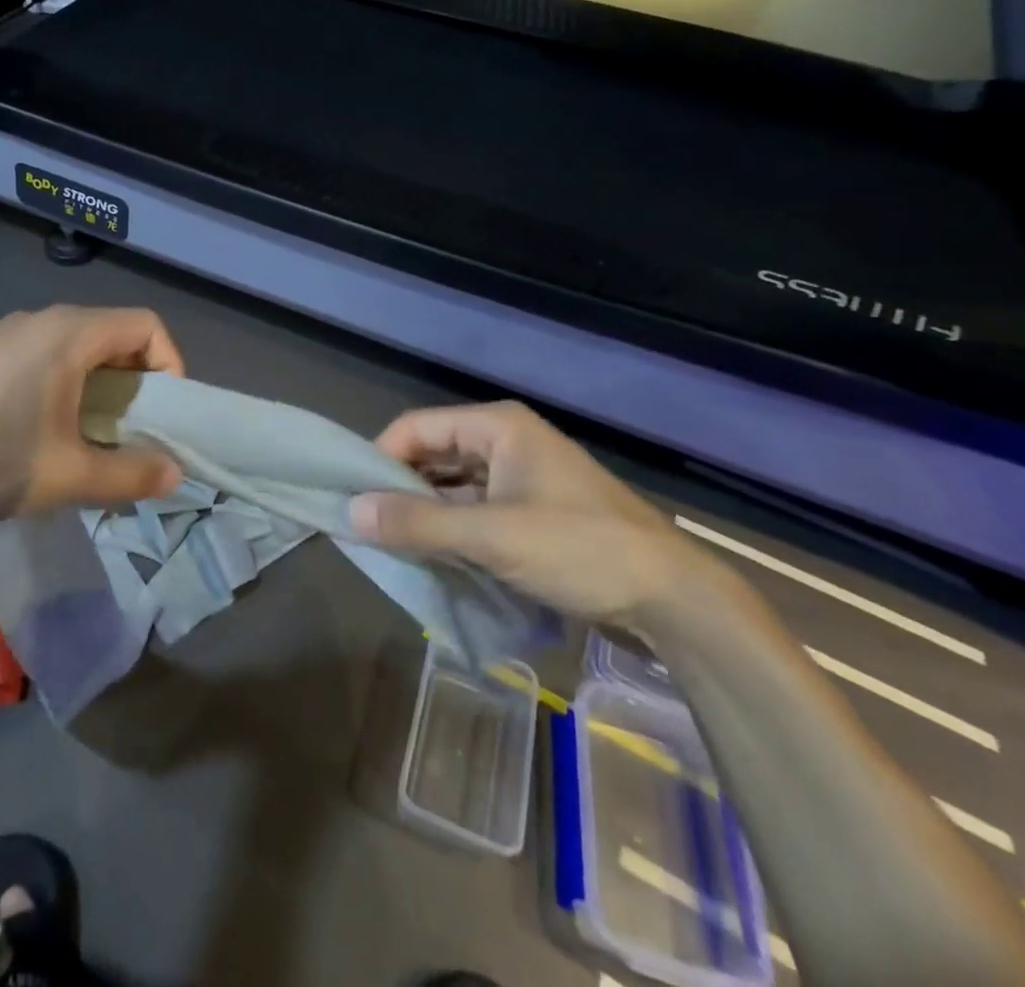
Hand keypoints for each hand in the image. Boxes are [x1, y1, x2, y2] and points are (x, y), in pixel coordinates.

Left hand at [0, 306, 185, 527]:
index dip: (170, 365)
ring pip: (75, 349)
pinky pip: (42, 359)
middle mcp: (40, 320)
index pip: (146, 325)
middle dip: (135, 384)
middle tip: (131, 434)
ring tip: (89, 440)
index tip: (164, 415)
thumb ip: (130, 474)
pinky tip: (40, 435)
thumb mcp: (67, 475)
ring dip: (98, 389)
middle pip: (112, 336)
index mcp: (69, 333)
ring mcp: (3, 335)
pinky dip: (63, 388)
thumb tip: (175, 474)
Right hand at [350, 400, 697, 625]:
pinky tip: (433, 556)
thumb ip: (419, 523)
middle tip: (367, 526)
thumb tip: (351, 513)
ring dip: (425, 513)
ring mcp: (521, 477)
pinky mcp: (532, 511)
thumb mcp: (493, 536)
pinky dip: (452, 529)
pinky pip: (475, 510)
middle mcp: (505, 441)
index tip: (353, 499)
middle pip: (433, 454)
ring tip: (392, 545)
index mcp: (497, 426)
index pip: (416, 427)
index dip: (380, 458)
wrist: (674, 598)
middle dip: (400, 488)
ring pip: (453, 486)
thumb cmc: (580, 549)